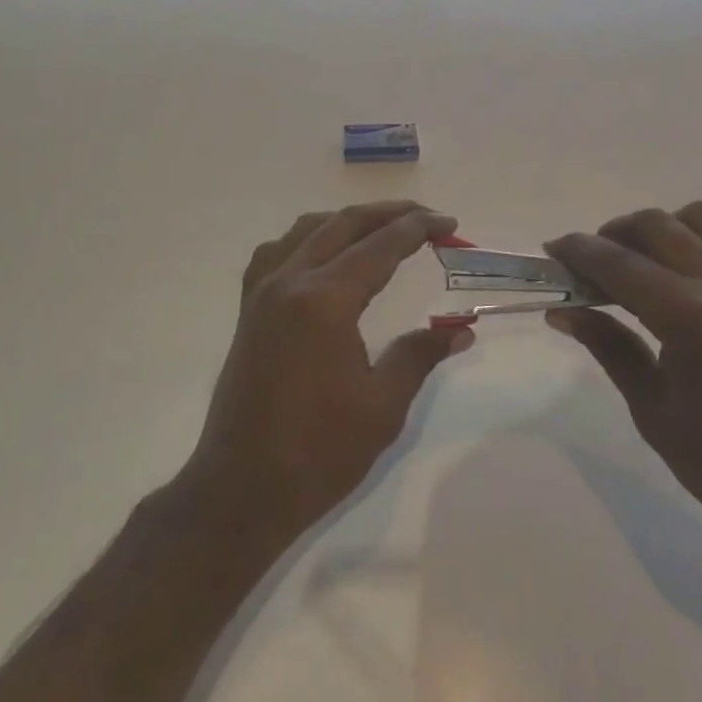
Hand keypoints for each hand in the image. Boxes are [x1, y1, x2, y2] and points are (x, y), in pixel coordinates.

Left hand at [187, 202, 473, 538]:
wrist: (241, 488)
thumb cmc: (318, 452)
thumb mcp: (382, 407)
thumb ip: (419, 356)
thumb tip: (459, 330)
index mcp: (325, 300)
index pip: (380, 246)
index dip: (418, 229)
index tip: (449, 222)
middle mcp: (290, 280)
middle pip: (344, 224)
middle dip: (389, 214)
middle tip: (427, 218)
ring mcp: (262, 291)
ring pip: (308, 229)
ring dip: (348, 221)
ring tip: (382, 228)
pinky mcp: (248, 307)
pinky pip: (277, 251)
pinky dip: (307, 238)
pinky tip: (321, 253)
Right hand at [545, 201, 701, 558]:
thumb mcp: (654, 413)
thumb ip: (609, 348)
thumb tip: (563, 312)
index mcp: (689, 315)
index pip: (617, 262)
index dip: (577, 251)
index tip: (551, 252)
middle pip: (655, 224)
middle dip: (612, 234)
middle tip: (592, 265)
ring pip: (700, 217)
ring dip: (661, 227)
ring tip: (644, 261)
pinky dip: (701, 239)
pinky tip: (688, 272)